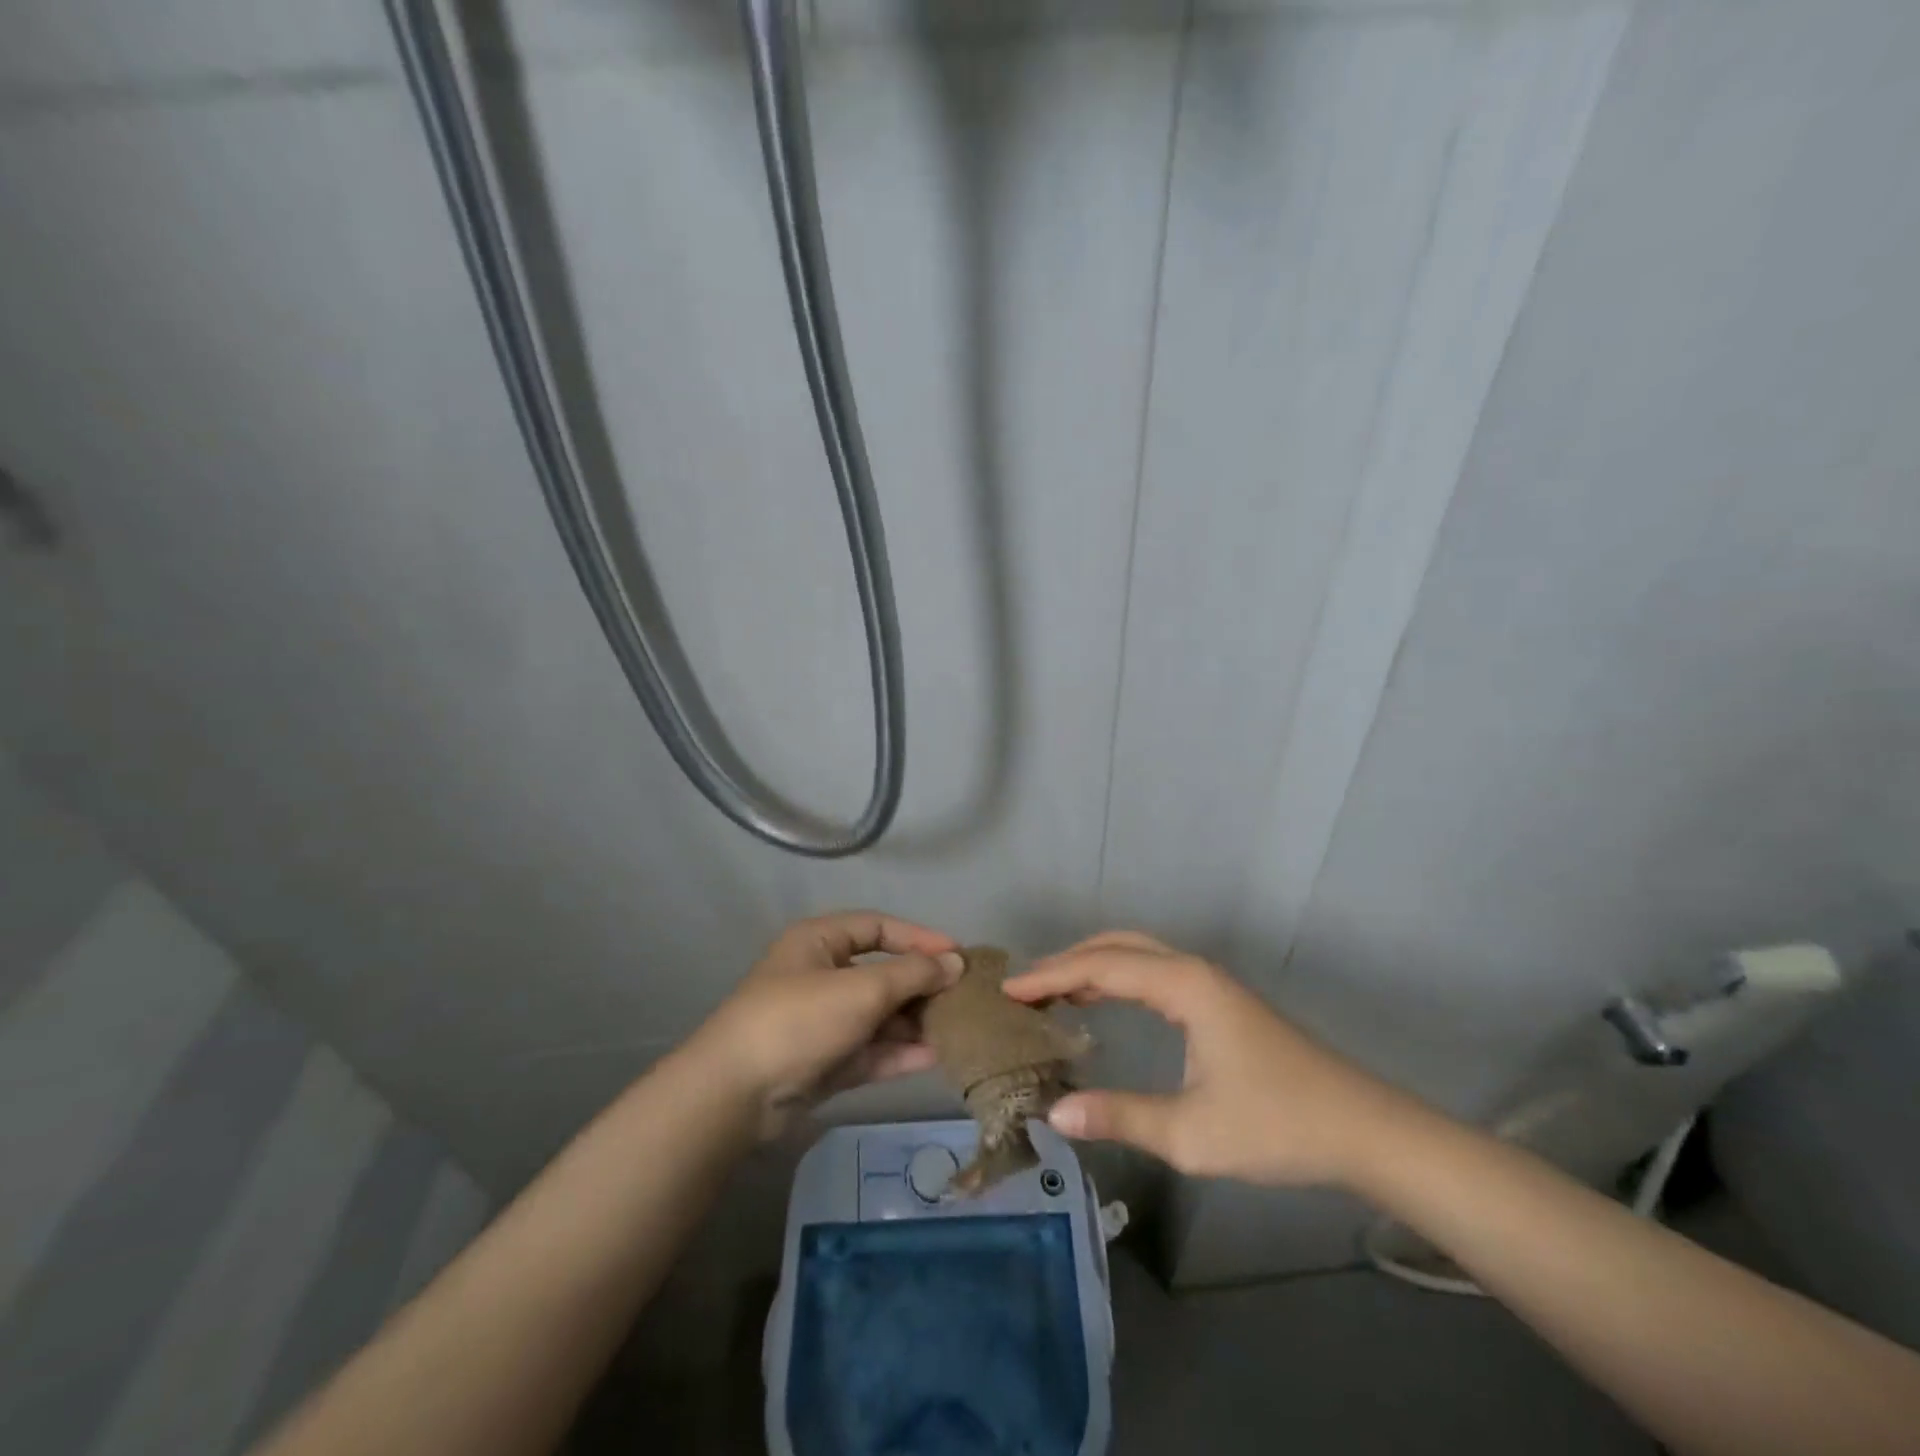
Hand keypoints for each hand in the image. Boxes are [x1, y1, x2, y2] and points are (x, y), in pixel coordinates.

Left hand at [690, 911, 962, 1139]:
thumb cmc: (799, 1019)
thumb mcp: (861, 988)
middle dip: (921, 986)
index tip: (957, 955)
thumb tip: (956, 962)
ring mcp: (822, 1022)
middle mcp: (821, 976)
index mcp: (819, 942)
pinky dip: (898, 1053)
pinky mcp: (824, 1062)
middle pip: (881, 974)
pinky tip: (935, 1057)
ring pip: (878, 1016)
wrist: (735, 1094)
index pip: (878, 928)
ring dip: (914, 1022)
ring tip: (957, 1029)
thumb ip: (913, 975)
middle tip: (963, 998)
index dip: (918, 938)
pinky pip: (869, 1050)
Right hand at [1003, 931, 1407, 1187]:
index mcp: (1184, 986)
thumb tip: (1054, 1111)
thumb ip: (1121, 1117)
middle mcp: (1192, 970)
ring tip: (1049, 992)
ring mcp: (1209, 982)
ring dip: (1091, 964)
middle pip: (1116, 946)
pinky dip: (1116, 977)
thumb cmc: (1278, 1125)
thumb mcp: (1193, 1133)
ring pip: (1136, 954)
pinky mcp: (1217, 1000)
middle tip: (1024, 988)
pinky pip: (1153, 971)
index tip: (1008, 990)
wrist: (1362, 1129)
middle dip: (1066, 961)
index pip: (1101, 967)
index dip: (1050, 976)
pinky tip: (1099, 1002)